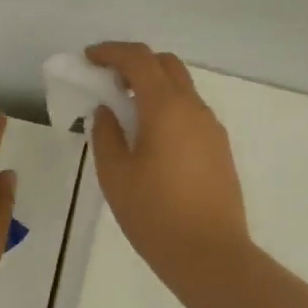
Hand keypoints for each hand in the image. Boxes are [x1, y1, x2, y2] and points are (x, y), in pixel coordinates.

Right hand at [86, 42, 249, 286]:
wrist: (210, 255)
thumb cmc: (154, 214)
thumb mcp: (115, 174)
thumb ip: (106, 134)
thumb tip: (107, 110)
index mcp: (165, 107)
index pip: (139, 59)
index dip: (110, 52)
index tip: (88, 59)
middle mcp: (194, 108)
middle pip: (166, 64)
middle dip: (134, 63)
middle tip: (107, 80)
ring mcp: (212, 128)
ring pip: (182, 88)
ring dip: (153, 85)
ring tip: (126, 110)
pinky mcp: (219, 148)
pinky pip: (191, 111)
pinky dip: (167, 107)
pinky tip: (150, 136)